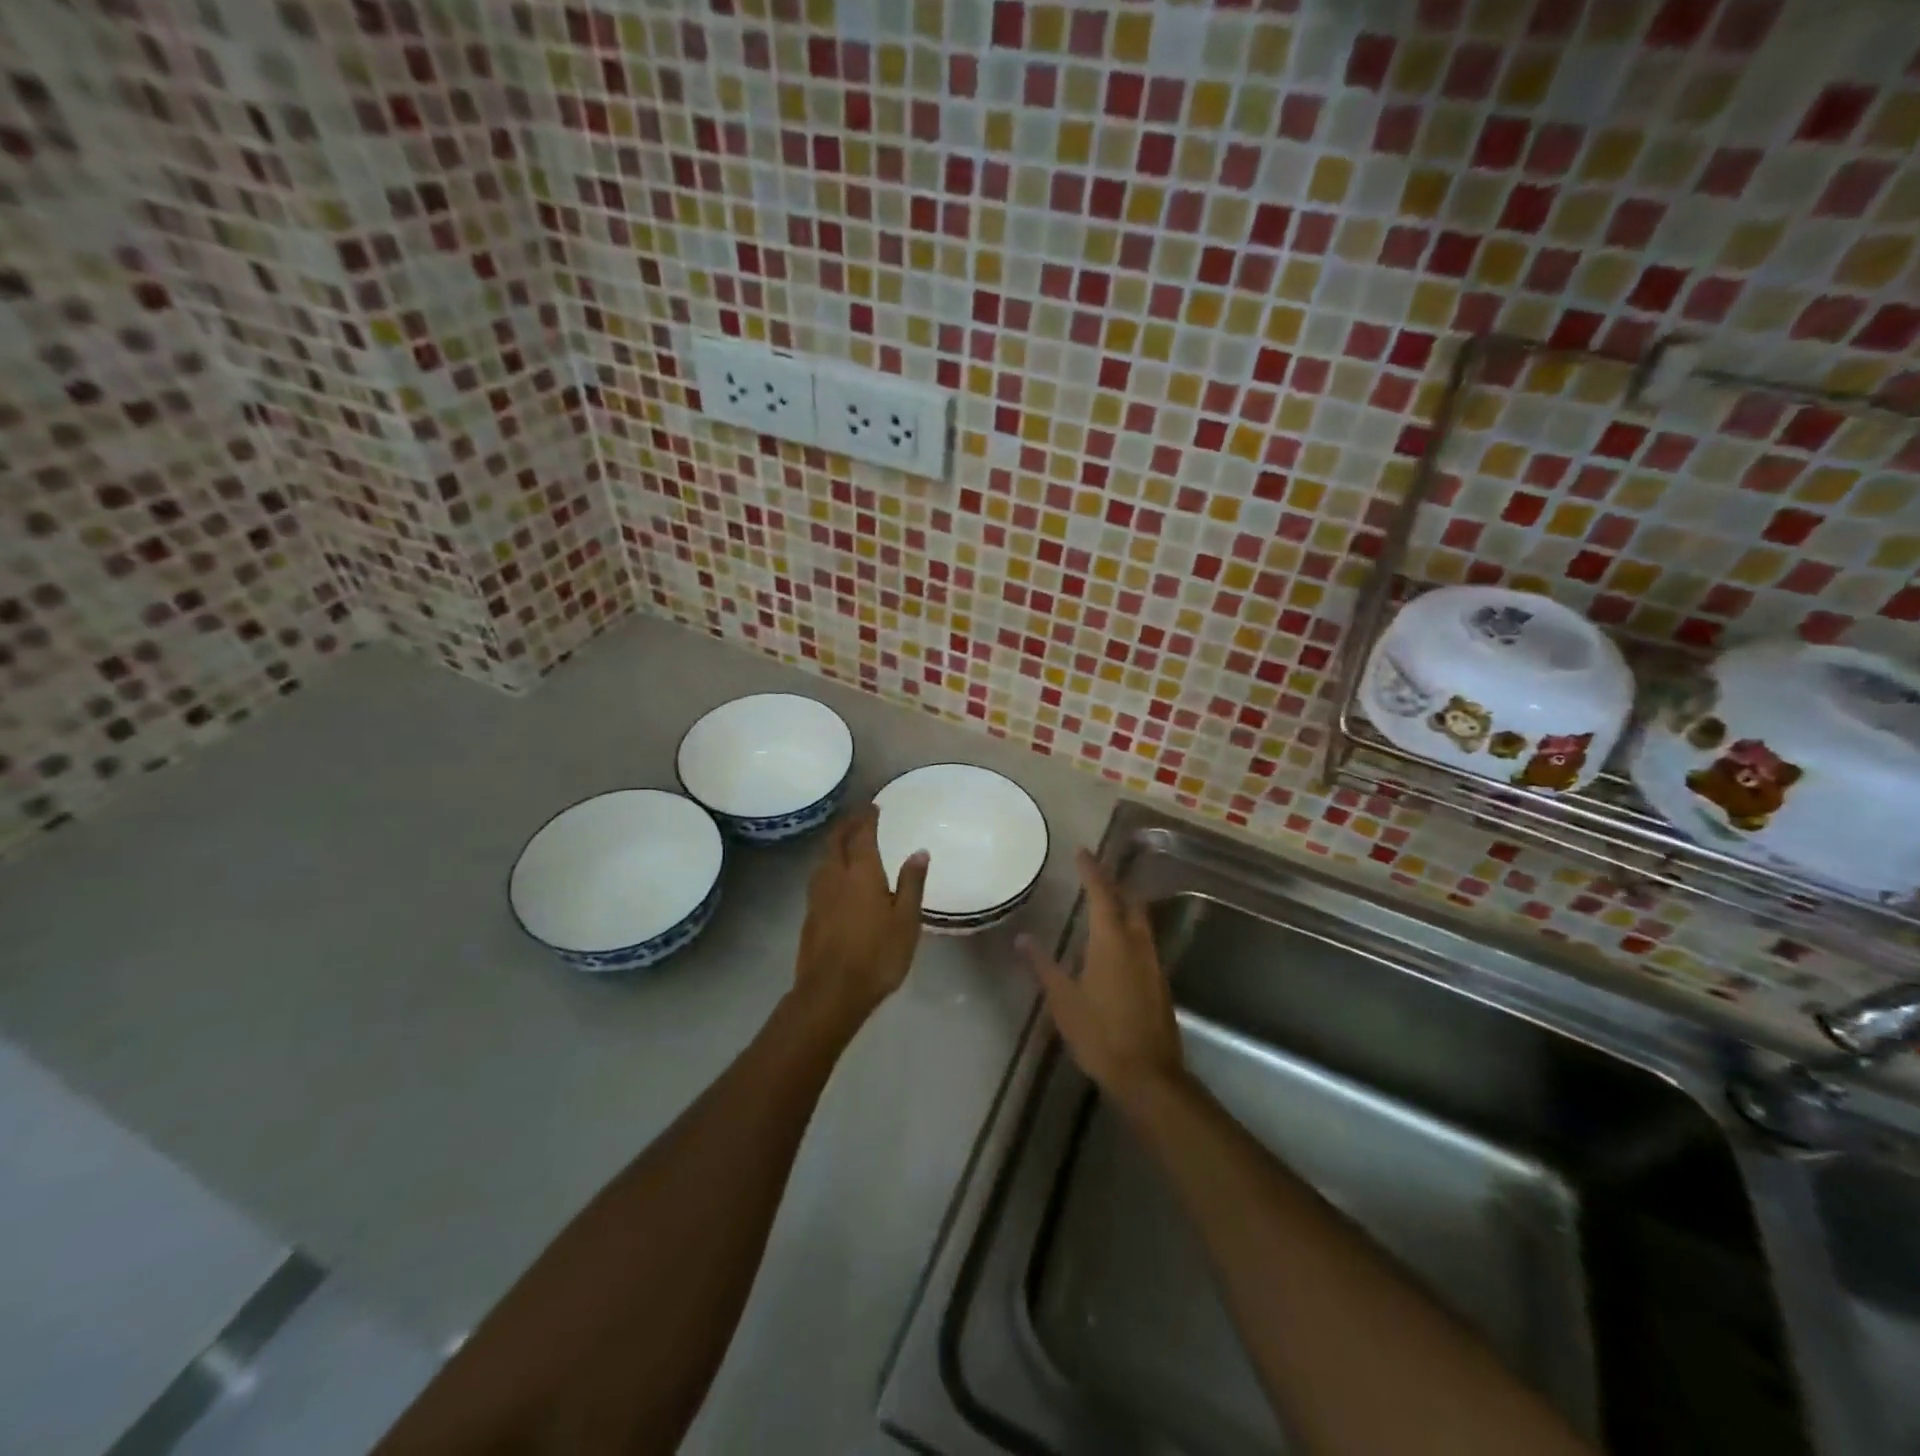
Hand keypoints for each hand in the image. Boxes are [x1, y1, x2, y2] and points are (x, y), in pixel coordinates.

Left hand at [792, 805, 928, 1031]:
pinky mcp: (809, 915)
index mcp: (861, 872)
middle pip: (836, 841)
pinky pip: (819, 878)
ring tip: (847, 843)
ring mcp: (817, 896)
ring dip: (835, 845)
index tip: (874, 806)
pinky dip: (829, 866)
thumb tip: (919, 851)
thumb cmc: (877, 955)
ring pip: (823, 859)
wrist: (831, 992)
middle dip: (847, 825)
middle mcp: (834, 877)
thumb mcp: (906, 920)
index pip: (862, 834)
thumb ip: (911, 883)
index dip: (867, 817)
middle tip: (859, 817)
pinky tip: (837, 879)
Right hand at [1018, 850, 1183, 1113]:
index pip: (1101, 893)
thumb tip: (1023, 938)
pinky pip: (1144, 940)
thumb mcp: (1063, 1001)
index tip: (1082, 851)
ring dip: (1124, 904)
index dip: (1091, 870)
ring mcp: (1152, 962)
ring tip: (1104, 901)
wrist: (1148, 1075)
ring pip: (1141, 920)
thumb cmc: (1100, 1034)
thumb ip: (1043, 966)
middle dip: (1113, 883)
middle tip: (1093, 874)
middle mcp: (1137, 943)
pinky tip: (1116, 943)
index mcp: (1111, 941)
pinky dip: (1130, 928)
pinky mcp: (1159, 982)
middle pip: (1129, 901)